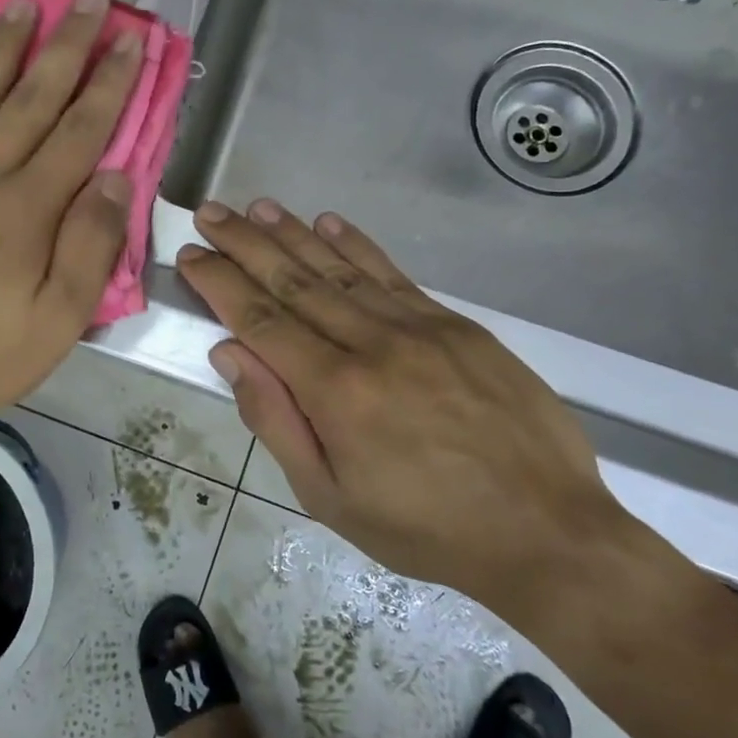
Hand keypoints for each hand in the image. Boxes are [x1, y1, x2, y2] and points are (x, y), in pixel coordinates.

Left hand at [0, 0, 142, 428]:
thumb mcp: (56, 321)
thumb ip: (90, 248)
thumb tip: (116, 180)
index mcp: (25, 209)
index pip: (79, 131)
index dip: (110, 83)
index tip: (132, 40)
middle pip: (31, 97)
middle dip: (68, 46)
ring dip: (6, 47)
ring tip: (25, 7)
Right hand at [177, 199, 633, 625]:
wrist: (546, 530)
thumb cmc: (425, 528)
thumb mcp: (330, 498)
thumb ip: (276, 421)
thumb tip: (231, 355)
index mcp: (335, 391)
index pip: (260, 319)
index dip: (220, 283)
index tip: (191, 255)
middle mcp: (372, 344)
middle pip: (294, 280)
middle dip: (245, 243)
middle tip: (211, 213)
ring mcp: (419, 327)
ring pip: (340, 268)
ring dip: (294, 233)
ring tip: (257, 207)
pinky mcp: (456, 325)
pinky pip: (393, 274)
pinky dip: (357, 245)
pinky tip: (329, 222)